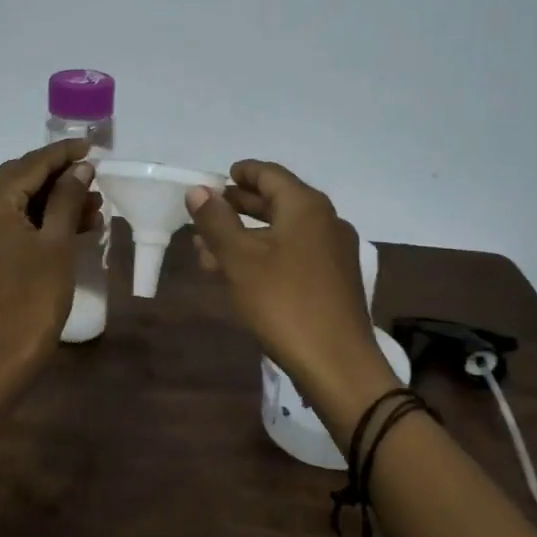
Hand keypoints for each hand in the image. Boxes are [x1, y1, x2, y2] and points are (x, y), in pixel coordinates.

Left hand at [0, 139, 102, 371]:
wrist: (1, 357)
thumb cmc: (33, 298)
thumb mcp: (57, 243)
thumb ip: (67, 198)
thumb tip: (80, 168)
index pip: (29, 164)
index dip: (62, 154)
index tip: (91, 146)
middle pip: (20, 179)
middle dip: (59, 176)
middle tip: (94, 176)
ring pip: (18, 202)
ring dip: (53, 199)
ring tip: (94, 205)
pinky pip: (12, 222)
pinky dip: (40, 220)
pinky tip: (74, 226)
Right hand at [187, 160, 389, 420]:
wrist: (337, 363)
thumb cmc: (284, 302)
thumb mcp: (240, 259)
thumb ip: (216, 221)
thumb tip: (198, 190)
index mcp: (306, 207)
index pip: (270, 174)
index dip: (242, 173)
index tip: (218, 177)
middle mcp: (326, 221)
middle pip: (277, 202)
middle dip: (239, 207)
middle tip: (208, 212)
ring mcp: (333, 252)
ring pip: (282, 232)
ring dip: (246, 236)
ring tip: (208, 250)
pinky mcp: (334, 280)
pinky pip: (293, 254)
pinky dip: (265, 255)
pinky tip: (239, 275)